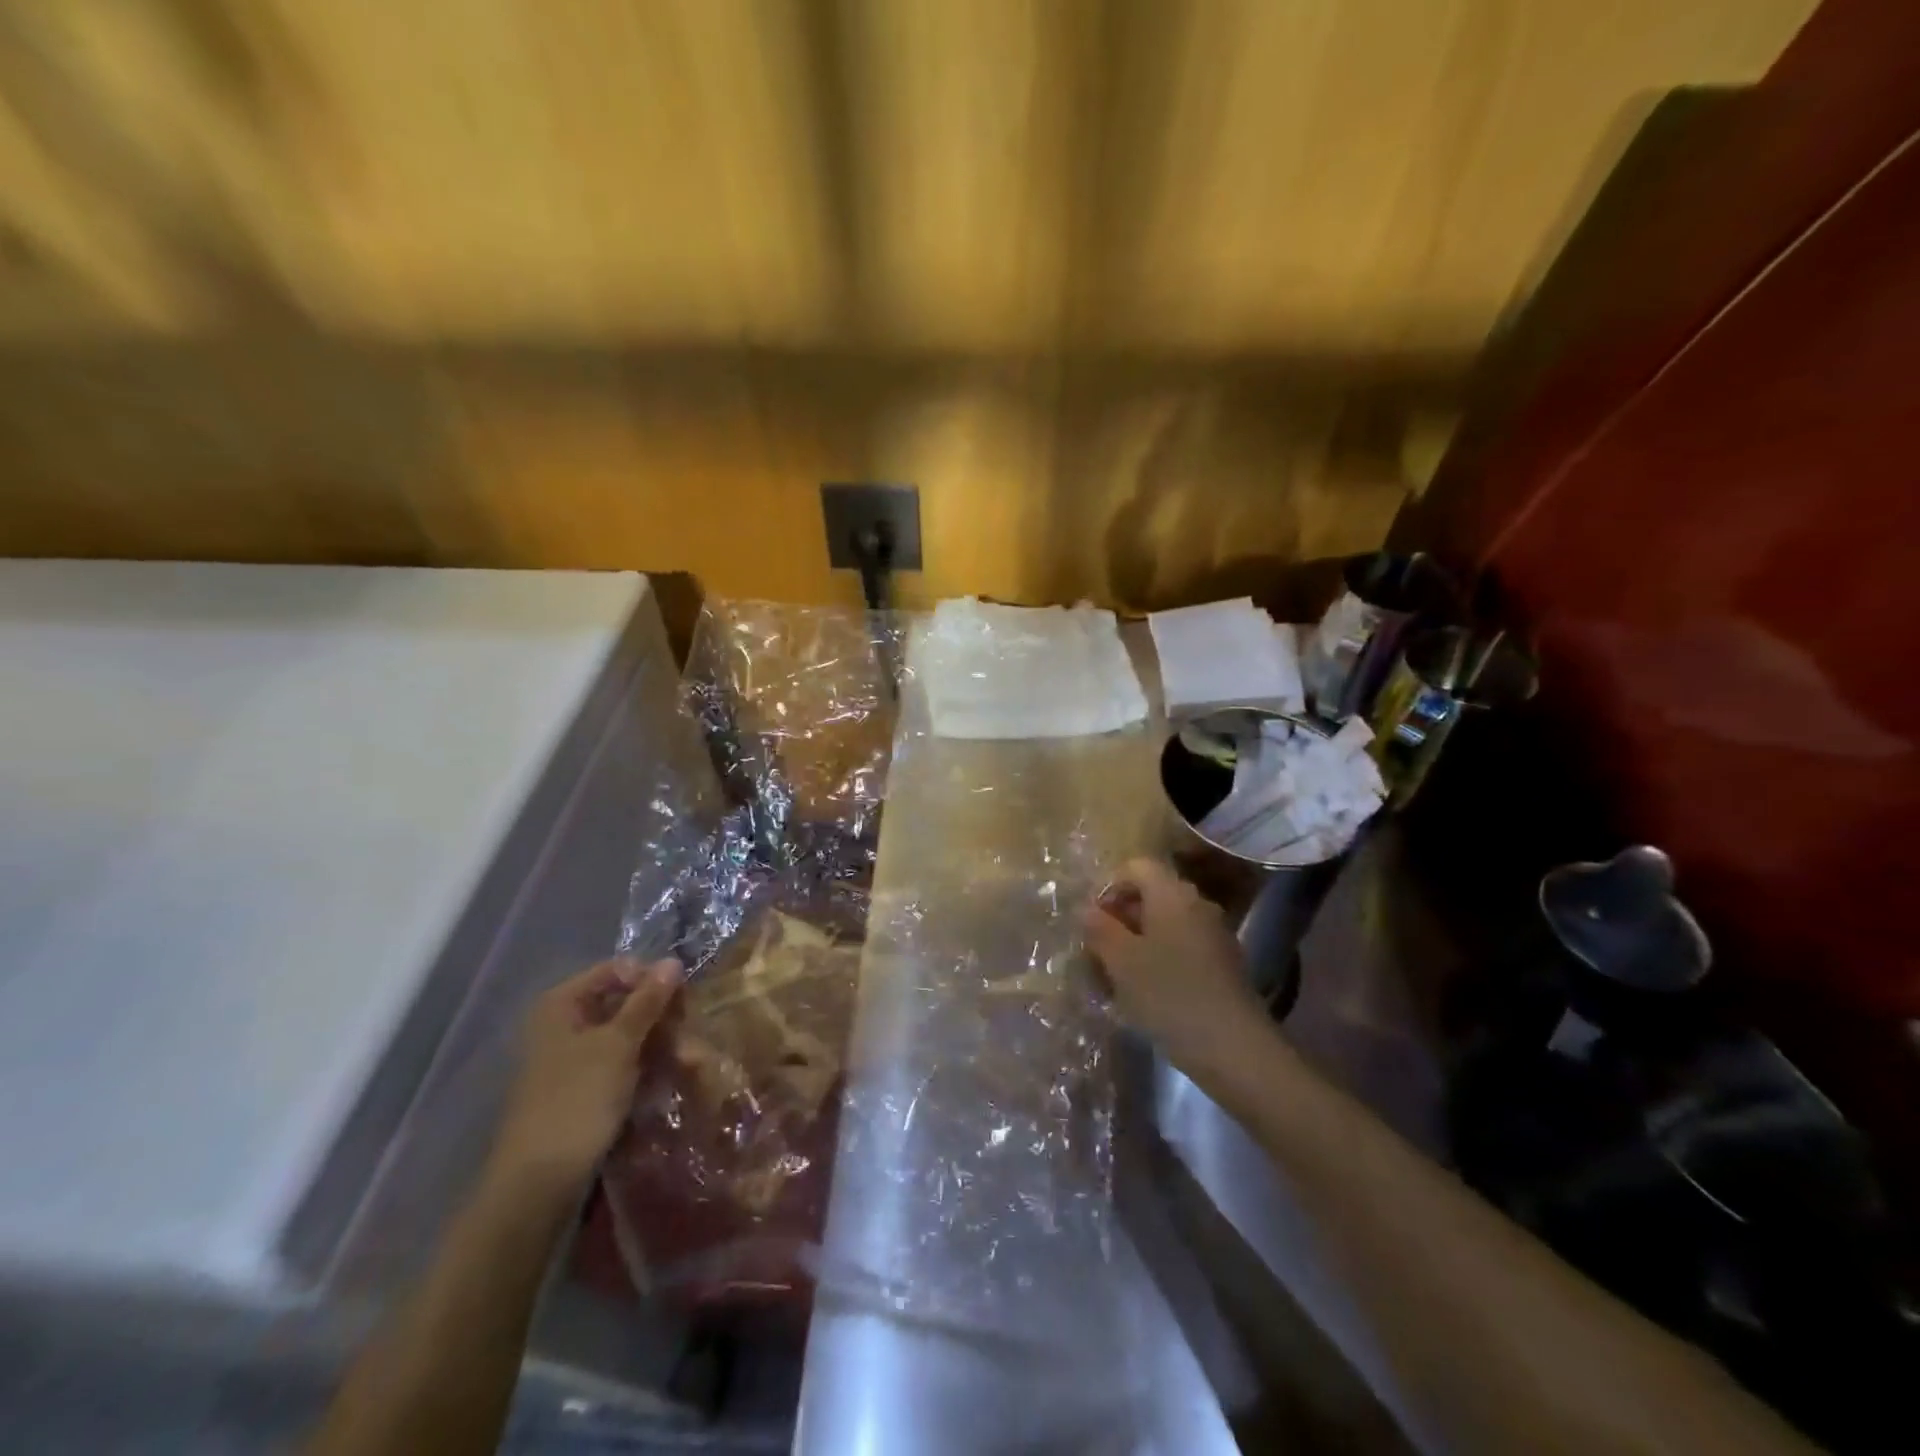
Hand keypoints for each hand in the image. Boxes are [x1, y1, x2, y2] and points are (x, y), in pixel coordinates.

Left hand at [489, 957, 683, 1192]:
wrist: (538, 1185)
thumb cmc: (576, 1100)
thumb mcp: (618, 1045)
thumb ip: (647, 1001)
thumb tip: (673, 961)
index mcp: (562, 1004)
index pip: (617, 970)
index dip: (651, 980)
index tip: (682, 1000)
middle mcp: (565, 1024)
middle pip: (624, 1002)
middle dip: (661, 1017)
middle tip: (691, 1036)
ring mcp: (573, 1058)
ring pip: (628, 1035)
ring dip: (661, 1044)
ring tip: (691, 1063)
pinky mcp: (583, 1088)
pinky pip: (622, 1063)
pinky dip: (646, 1066)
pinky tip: (671, 1077)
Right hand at [1081, 858, 1264, 1071]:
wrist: (1234, 1048)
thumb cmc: (1168, 994)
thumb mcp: (1121, 961)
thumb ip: (1099, 929)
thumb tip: (1087, 909)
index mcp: (1171, 893)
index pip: (1136, 866)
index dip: (1109, 886)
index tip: (1093, 921)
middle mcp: (1197, 904)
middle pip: (1151, 894)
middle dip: (1121, 917)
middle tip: (1098, 951)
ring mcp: (1214, 934)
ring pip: (1165, 924)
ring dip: (1138, 942)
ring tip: (1117, 978)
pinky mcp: (1223, 964)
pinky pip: (1182, 947)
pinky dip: (1160, 960)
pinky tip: (1147, 994)